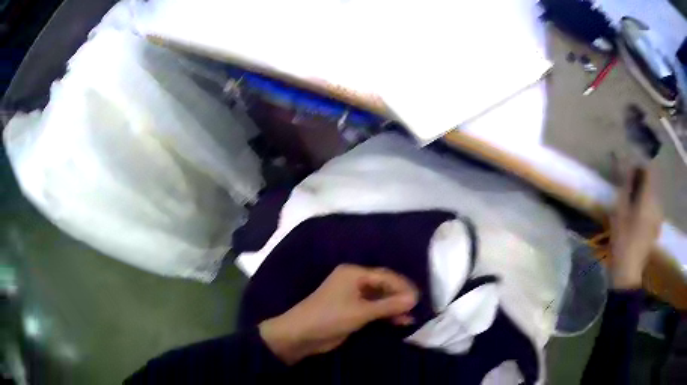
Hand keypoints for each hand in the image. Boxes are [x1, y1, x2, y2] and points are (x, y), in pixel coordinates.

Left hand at [259, 264, 417, 364]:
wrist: (301, 335)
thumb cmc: (330, 317)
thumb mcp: (361, 312)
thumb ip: (388, 305)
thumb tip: (414, 298)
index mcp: (354, 274)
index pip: (385, 276)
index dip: (403, 286)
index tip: (418, 298)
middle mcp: (354, 281)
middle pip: (383, 286)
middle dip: (399, 297)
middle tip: (416, 308)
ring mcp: (352, 297)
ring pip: (379, 299)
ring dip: (394, 308)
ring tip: (410, 318)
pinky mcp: (351, 311)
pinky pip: (373, 309)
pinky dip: (385, 315)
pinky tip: (398, 322)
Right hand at [610, 167, 661, 288]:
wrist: (628, 271)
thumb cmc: (622, 239)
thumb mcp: (619, 210)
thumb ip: (625, 185)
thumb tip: (626, 164)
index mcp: (648, 197)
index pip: (648, 169)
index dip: (639, 165)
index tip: (629, 168)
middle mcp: (656, 203)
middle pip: (651, 182)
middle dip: (640, 179)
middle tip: (628, 185)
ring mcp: (658, 216)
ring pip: (652, 194)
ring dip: (643, 192)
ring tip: (632, 200)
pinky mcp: (656, 226)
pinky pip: (653, 207)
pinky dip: (646, 204)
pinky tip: (638, 214)